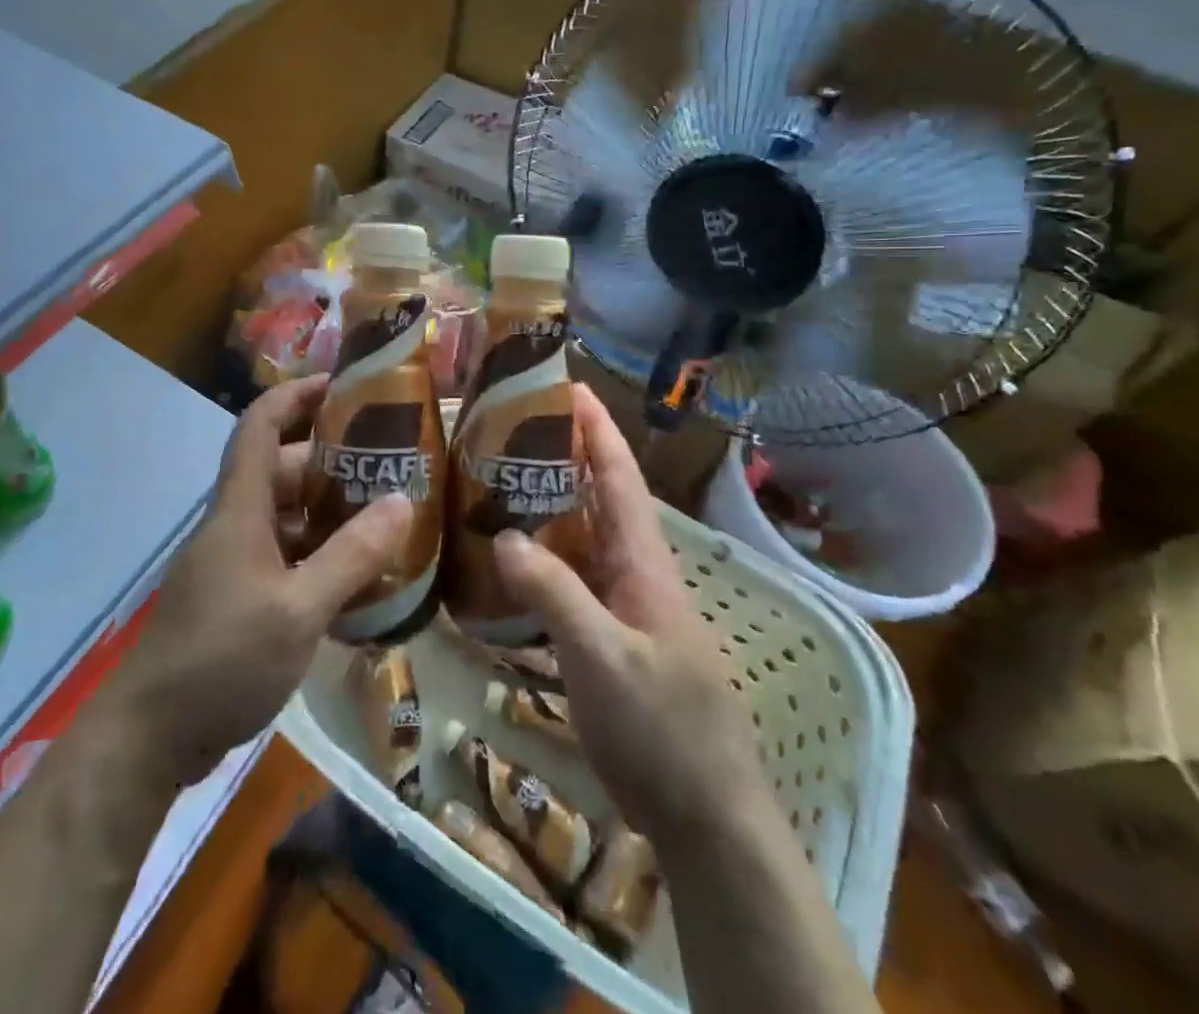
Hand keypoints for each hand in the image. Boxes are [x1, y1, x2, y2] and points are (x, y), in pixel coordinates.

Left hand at [102, 376, 410, 784]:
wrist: (151, 736)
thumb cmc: (223, 658)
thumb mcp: (298, 610)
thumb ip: (350, 556)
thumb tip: (402, 501)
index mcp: (240, 510)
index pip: (259, 426)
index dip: (295, 395)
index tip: (340, 383)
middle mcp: (234, 525)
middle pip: (281, 471)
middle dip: (331, 461)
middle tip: (389, 464)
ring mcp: (234, 564)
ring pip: (286, 518)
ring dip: (329, 513)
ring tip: (386, 515)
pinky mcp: (237, 599)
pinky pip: (284, 558)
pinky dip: (319, 555)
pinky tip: (358, 576)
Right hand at [494, 385, 763, 840]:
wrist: (705, 814)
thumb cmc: (663, 728)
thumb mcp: (603, 658)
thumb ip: (555, 593)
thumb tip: (504, 535)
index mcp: (644, 561)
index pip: (620, 475)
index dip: (597, 428)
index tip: (565, 385)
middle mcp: (634, 571)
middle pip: (598, 497)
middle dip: (562, 456)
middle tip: (506, 429)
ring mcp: (623, 605)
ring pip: (580, 537)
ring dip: (546, 505)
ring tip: (493, 481)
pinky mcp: (608, 636)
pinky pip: (570, 579)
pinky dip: (540, 558)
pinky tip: (504, 561)